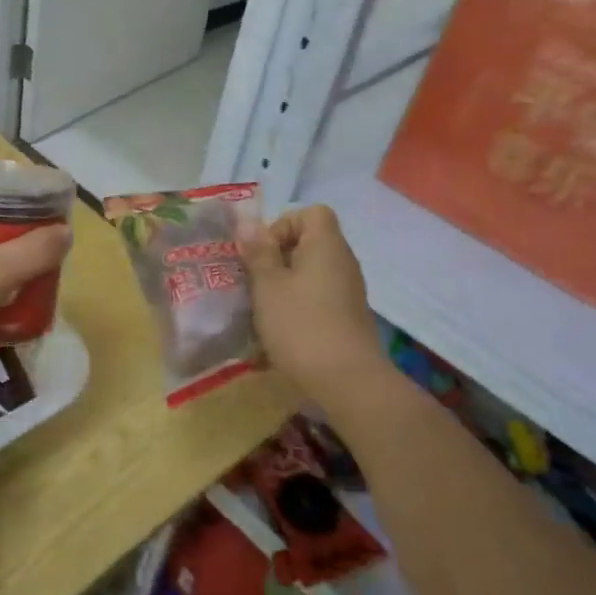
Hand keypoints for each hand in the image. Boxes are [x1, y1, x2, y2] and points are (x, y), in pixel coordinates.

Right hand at [238, 205, 386, 404]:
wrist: (346, 381)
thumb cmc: (301, 326)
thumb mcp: (268, 287)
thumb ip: (258, 252)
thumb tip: (248, 222)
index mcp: (326, 246)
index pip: (311, 213)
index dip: (282, 225)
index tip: (262, 254)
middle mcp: (342, 262)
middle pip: (308, 244)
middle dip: (276, 260)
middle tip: (253, 283)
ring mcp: (347, 292)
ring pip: (309, 275)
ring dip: (282, 288)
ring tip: (259, 311)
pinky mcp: (346, 318)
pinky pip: (316, 300)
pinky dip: (296, 309)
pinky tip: (277, 334)